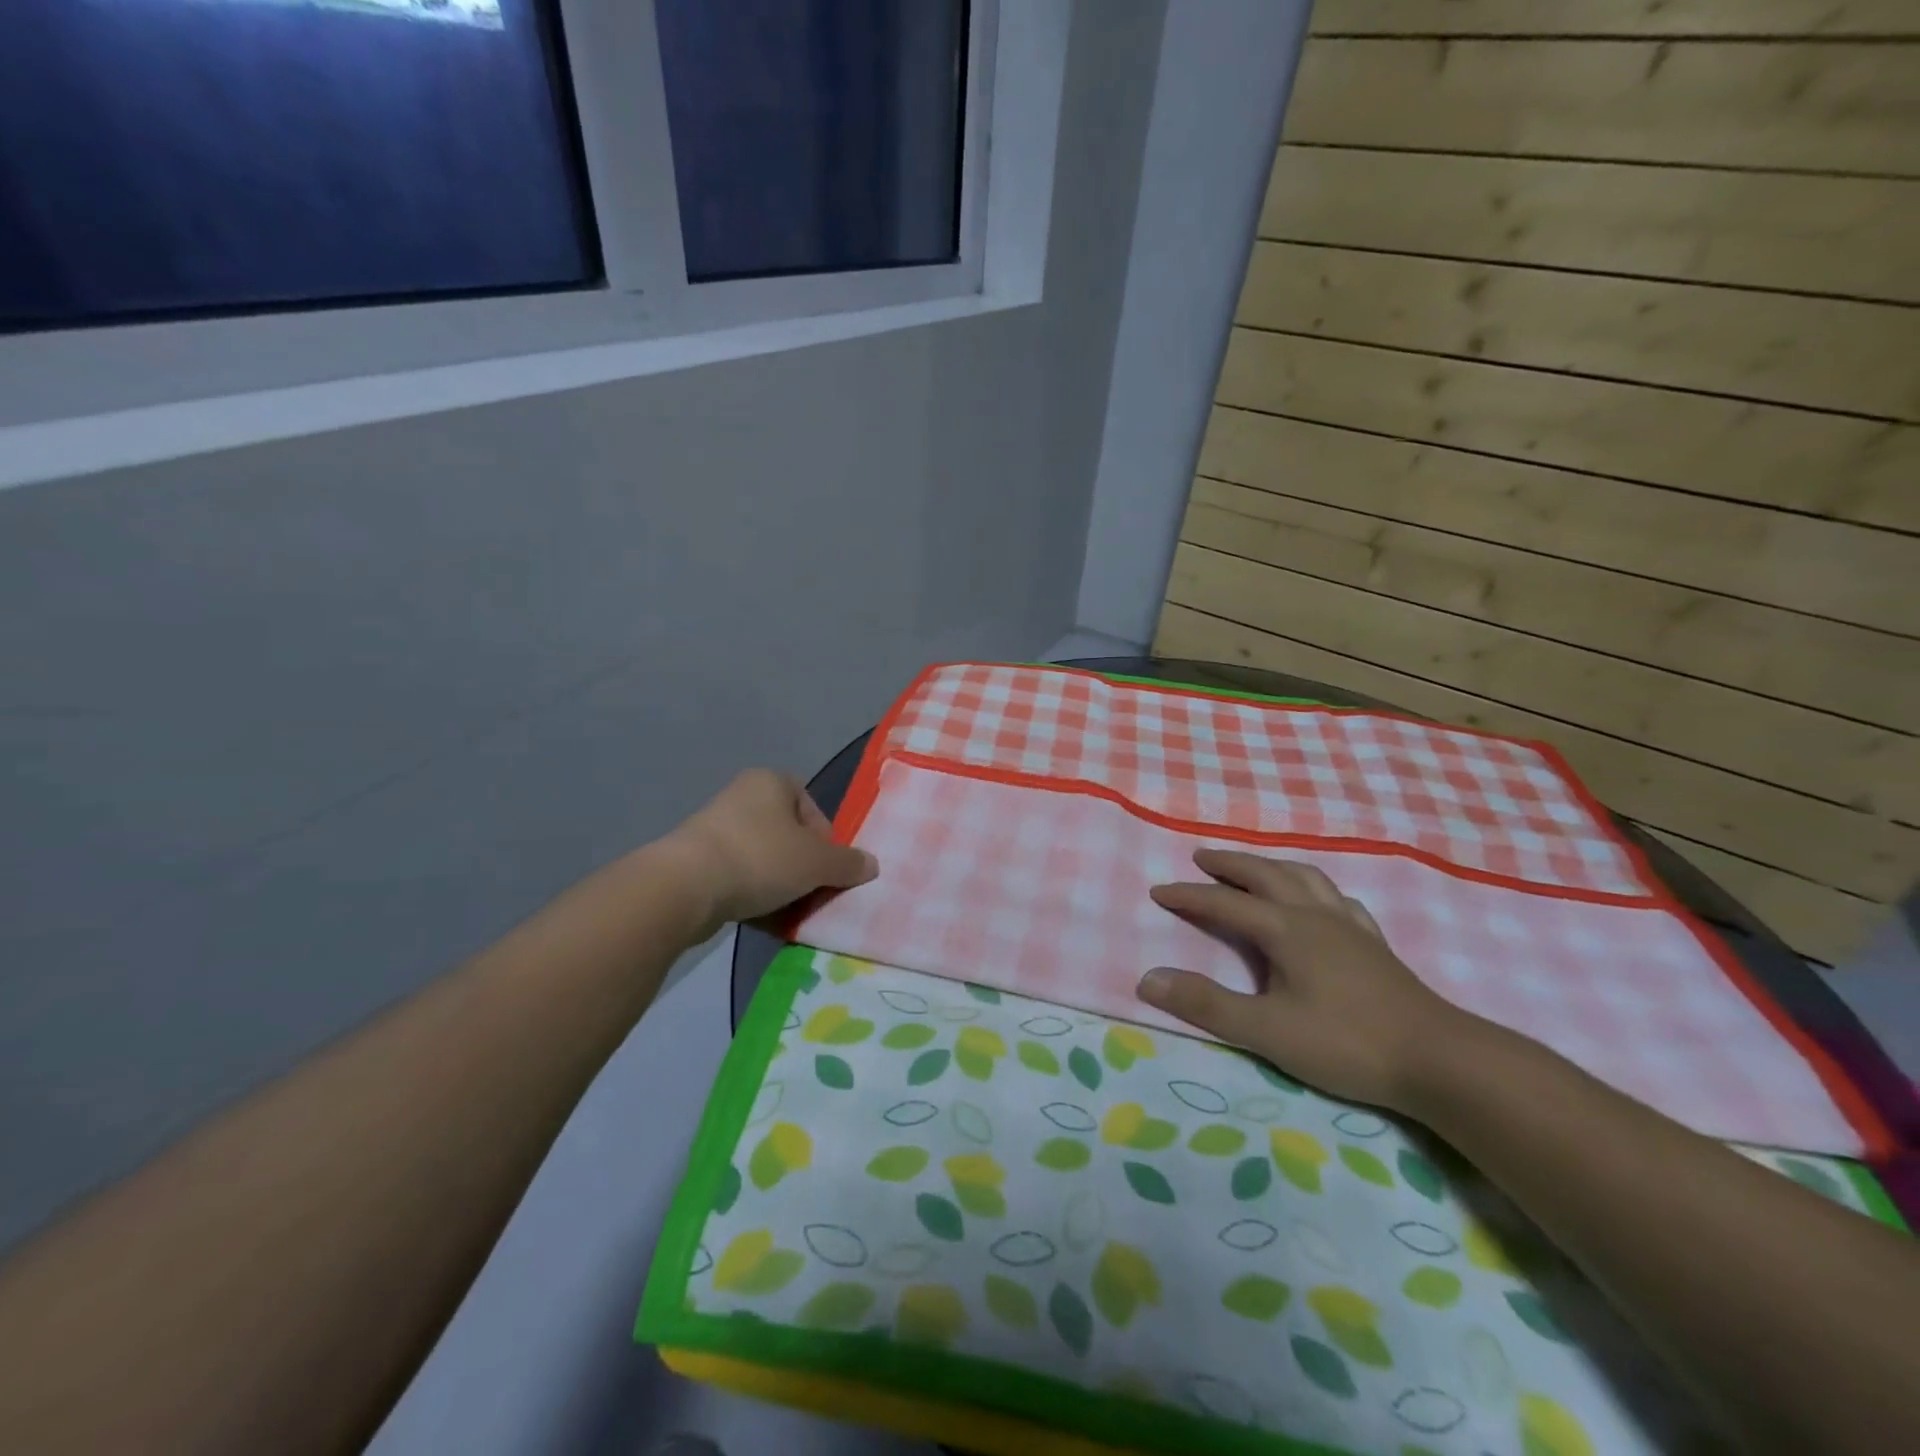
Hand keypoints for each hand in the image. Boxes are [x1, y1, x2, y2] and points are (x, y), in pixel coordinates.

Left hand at [659, 769, 877, 939]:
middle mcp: (743, 797)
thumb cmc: (761, 857)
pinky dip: (753, 896)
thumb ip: (848, 863)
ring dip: (780, 886)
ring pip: (764, 860)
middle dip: (804, 868)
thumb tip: (872, 865)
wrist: (686, 887)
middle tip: (812, 895)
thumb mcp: (817, 863)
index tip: (828, 870)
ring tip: (788, 913)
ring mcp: (715, 829)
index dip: (826, 841)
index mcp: (772, 781)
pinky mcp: (696, 861)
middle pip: (789, 837)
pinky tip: (761, 919)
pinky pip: (738, 877)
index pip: (813, 809)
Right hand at [1138, 850, 1471, 1110]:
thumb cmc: (1347, 1044)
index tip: (1158, 891)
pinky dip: (1316, 889)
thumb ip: (1206, 1005)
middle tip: (1203, 857)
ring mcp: (1350, 926)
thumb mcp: (1266, 1030)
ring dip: (1272, 866)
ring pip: (1305, 878)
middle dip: (1230, 865)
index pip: (1225, 902)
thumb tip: (1147, 979)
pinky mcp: (1374, 945)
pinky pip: (1339, 899)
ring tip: (1255, 868)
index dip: (1189, 895)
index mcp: (1286, 929)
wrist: (1440, 1060)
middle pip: (1266, 875)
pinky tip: (1320, 901)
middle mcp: (1315, 915)